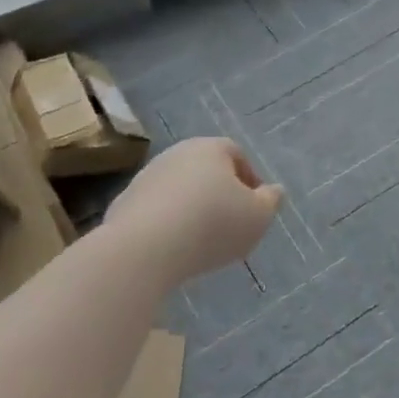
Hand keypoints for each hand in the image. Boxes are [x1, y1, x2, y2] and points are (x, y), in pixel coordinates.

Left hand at [103, 137, 283, 283]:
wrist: (143, 249)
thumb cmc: (212, 225)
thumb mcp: (258, 217)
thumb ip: (271, 201)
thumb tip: (274, 190)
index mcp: (211, 148)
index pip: (236, 154)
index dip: (249, 179)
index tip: (255, 207)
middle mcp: (176, 154)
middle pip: (205, 170)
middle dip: (219, 193)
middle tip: (230, 223)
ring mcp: (146, 177)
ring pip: (179, 189)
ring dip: (192, 208)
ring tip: (201, 241)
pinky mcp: (124, 203)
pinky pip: (155, 211)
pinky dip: (167, 224)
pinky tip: (173, 249)